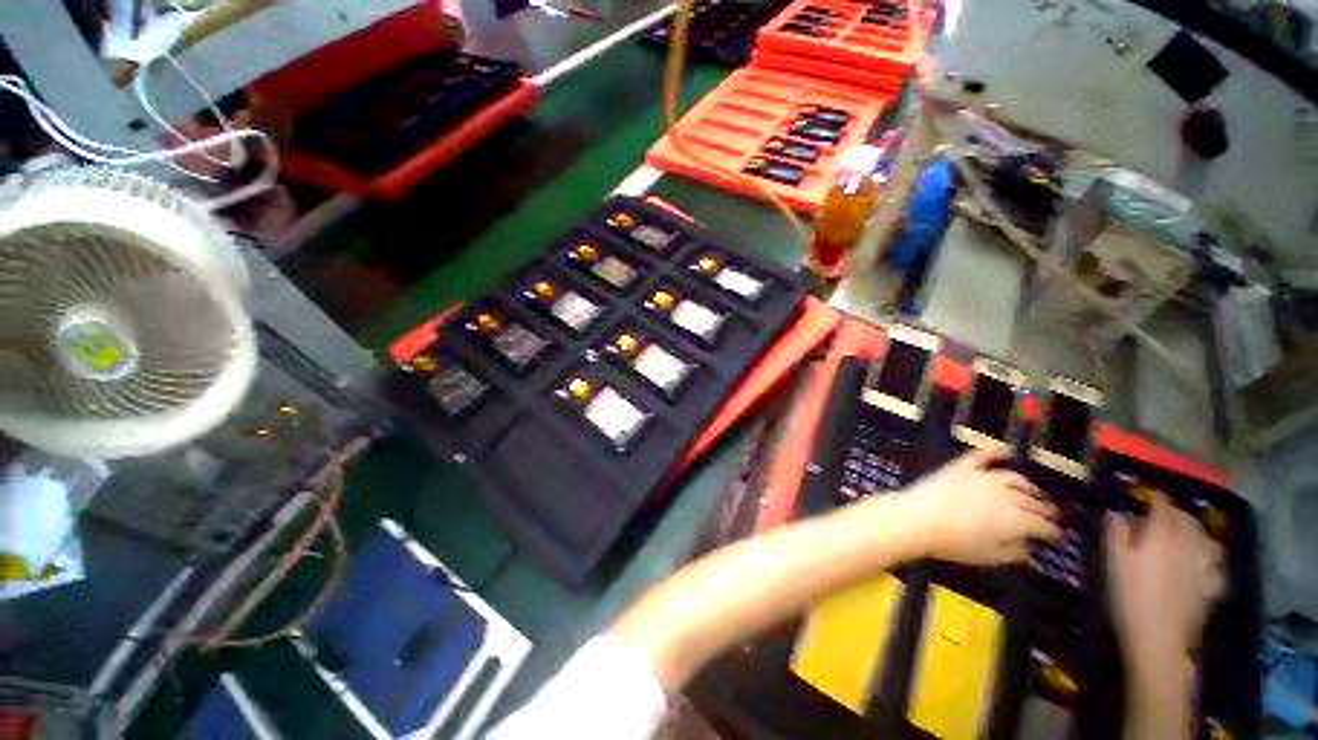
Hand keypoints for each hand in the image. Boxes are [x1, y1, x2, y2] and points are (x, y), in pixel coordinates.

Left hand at [903, 449, 1059, 565]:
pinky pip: (981, 456)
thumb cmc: (954, 543)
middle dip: (1044, 510)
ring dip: (1027, 486)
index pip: (1043, 525)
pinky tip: (1004, 451)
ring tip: (1033, 493)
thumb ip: (1014, 552)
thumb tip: (1029, 547)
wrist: (918, 518)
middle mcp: (1006, 494)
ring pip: (1014, 478)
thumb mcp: (990, 556)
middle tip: (1051, 515)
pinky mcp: (961, 467)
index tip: (1058, 538)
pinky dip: (994, 452)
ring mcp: (982, 477)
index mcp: (1017, 519)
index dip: (1053, 532)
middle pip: (1032, 501)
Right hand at [1105, 494, 1224, 672]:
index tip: (1145, 497)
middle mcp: (1189, 541)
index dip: (1154, 499)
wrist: (1159, 637)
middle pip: (1187, 519)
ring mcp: (1205, 563)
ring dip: (1195, 532)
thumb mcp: (1113, 561)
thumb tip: (1116, 513)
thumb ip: (1116, 533)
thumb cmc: (1129, 594)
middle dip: (1175, 514)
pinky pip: (1214, 561)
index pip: (1162, 504)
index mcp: (1162, 532)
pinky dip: (1208, 555)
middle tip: (1161, 517)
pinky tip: (1201, 562)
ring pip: (1205, 537)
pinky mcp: (1213, 582)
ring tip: (1184, 537)